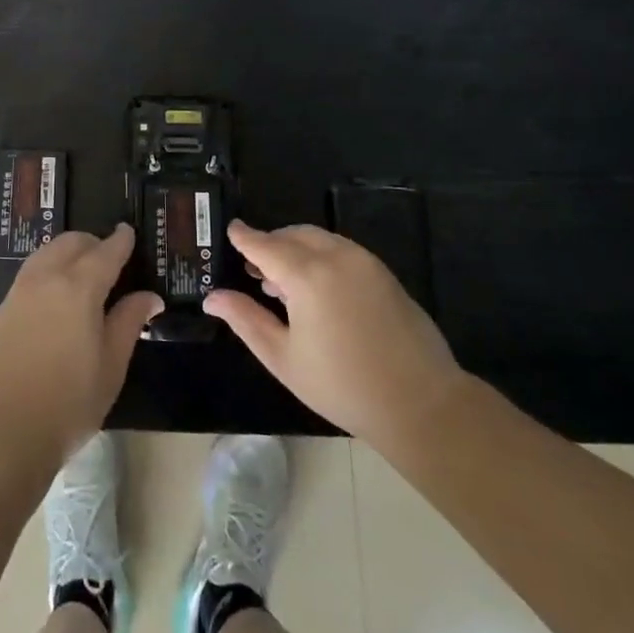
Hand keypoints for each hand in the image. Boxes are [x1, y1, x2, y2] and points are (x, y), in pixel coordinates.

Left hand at [0, 226, 162, 476]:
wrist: (2, 433)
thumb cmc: (68, 403)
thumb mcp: (111, 366)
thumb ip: (129, 322)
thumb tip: (149, 296)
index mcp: (79, 287)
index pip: (106, 251)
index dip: (121, 241)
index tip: (129, 232)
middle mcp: (46, 278)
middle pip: (72, 242)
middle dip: (94, 243)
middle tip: (111, 259)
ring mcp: (19, 292)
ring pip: (47, 253)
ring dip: (68, 252)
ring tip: (85, 273)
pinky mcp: (2, 309)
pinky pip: (31, 272)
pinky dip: (49, 268)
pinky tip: (58, 293)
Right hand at [204, 221, 462, 450]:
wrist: (421, 403)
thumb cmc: (343, 385)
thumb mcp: (284, 357)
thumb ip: (246, 320)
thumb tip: (213, 297)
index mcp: (308, 275)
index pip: (265, 244)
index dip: (244, 236)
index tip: (230, 229)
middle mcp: (336, 256)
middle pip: (293, 235)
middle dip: (270, 244)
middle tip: (253, 270)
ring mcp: (365, 262)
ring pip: (319, 239)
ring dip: (295, 249)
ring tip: (282, 285)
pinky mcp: (384, 273)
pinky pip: (341, 251)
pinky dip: (320, 257)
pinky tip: (316, 291)